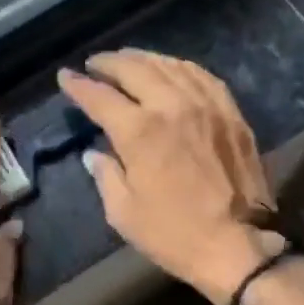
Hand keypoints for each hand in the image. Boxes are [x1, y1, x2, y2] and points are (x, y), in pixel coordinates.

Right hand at [58, 50, 281, 304]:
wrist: (237, 245)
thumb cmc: (173, 234)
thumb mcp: (123, 212)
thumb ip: (105, 175)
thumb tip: (94, 154)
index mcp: (139, 131)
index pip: (100, 96)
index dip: (78, 84)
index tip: (65, 76)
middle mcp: (171, 106)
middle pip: (135, 69)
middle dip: (109, 62)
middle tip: (95, 63)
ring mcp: (206, 106)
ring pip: (170, 66)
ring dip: (144, 59)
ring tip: (128, 60)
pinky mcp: (231, 114)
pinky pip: (202, 77)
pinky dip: (180, 68)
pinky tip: (172, 69)